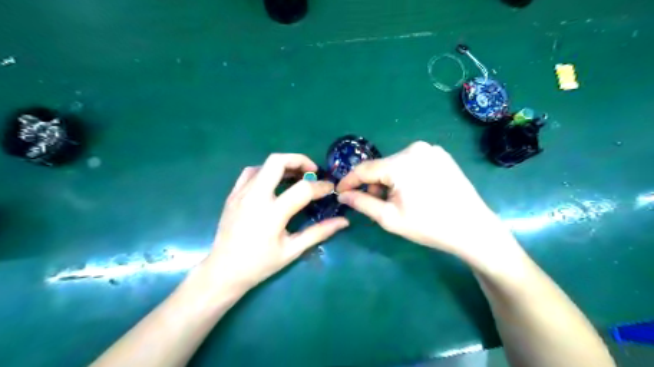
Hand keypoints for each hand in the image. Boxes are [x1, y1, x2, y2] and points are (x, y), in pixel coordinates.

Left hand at [206, 153, 349, 287]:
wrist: (224, 271)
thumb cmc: (260, 264)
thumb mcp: (293, 250)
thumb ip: (319, 232)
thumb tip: (343, 222)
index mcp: (272, 213)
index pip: (303, 189)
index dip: (321, 186)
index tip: (330, 189)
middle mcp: (255, 197)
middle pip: (277, 161)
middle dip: (299, 160)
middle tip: (312, 171)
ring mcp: (241, 193)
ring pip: (264, 164)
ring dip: (283, 165)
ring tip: (295, 177)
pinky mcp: (233, 195)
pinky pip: (250, 173)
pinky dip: (266, 171)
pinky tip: (273, 183)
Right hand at [337, 141, 515, 263]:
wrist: (473, 228)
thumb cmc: (429, 226)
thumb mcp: (389, 218)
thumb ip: (361, 202)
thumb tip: (342, 194)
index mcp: (401, 163)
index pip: (364, 169)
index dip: (349, 181)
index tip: (339, 191)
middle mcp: (415, 148)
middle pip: (381, 166)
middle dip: (375, 185)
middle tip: (378, 205)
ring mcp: (430, 149)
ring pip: (396, 164)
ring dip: (390, 181)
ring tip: (399, 201)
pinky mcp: (441, 155)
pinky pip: (412, 163)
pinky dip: (405, 176)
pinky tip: (415, 192)